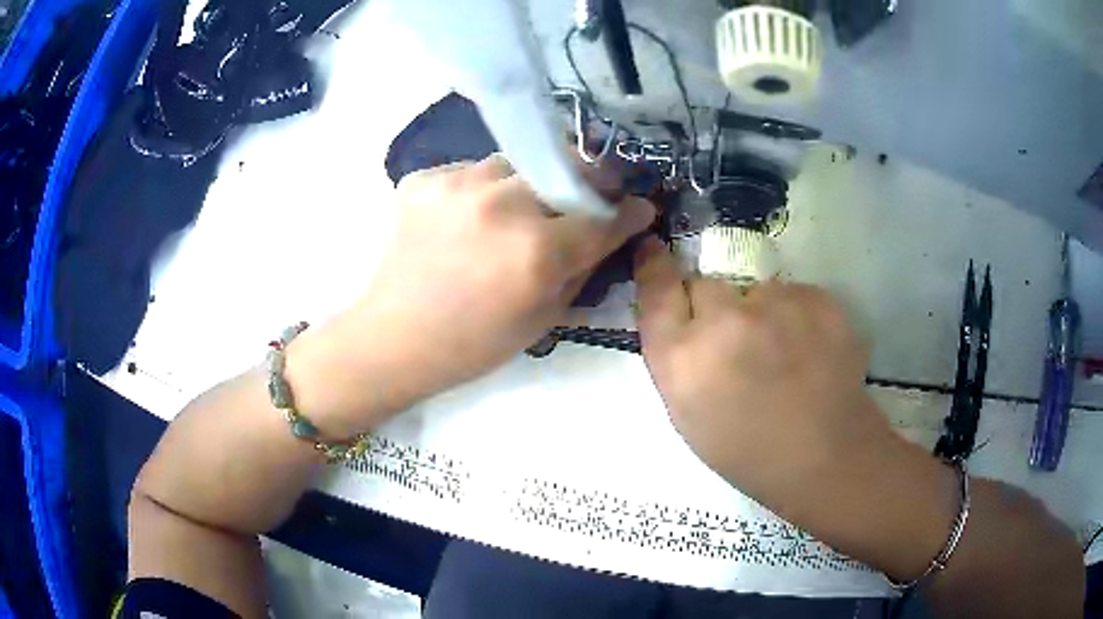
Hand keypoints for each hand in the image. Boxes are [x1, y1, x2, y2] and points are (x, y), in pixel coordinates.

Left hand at [292, 154, 654, 433]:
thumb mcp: (544, 318)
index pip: (604, 215)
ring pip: (517, 163)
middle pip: (566, 169)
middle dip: (585, 183)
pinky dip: (482, 191)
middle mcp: (502, 203)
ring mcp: (458, 184)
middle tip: (580, 199)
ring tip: (513, 211)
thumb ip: (583, 268)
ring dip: (528, 183)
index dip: (629, 211)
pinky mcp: (425, 178)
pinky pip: (472, 171)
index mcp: (537, 250)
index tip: (639, 207)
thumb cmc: (473, 343)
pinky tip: (468, 219)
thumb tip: (610, 232)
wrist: (394, 338)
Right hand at [633, 236, 904, 507]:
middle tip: (736, 340)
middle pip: (706, 282)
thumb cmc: (747, 450)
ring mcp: (777, 304)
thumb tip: (680, 312)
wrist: (826, 457)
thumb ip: (675, 357)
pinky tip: (808, 349)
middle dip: (713, 304)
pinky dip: (795, 314)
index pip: (656, 288)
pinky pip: (793, 294)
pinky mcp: (817, 299)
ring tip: (781, 352)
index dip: (654, 266)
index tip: (654, 250)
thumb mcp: (687, 414)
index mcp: (683, 358)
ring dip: (759, 310)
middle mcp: (724, 321)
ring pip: (755, 288)